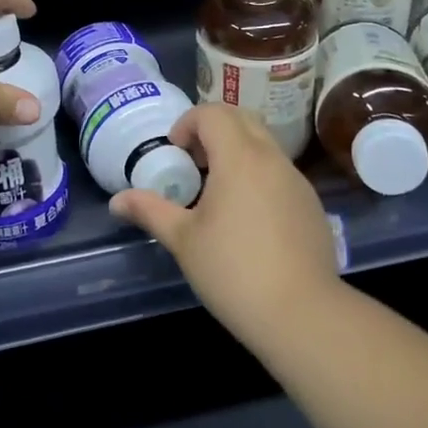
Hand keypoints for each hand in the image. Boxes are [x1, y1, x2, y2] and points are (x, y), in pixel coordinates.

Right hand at [111, 104, 340, 350]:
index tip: (174, 151)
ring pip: (264, 144)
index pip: (213, 113)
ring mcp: (297, 180)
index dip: (188, 123)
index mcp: (240, 157)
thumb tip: (116, 201)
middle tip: (193, 162)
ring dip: (237, 151)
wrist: (302, 314)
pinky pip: (280, 171)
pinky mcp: (311, 204)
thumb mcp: (183, 240)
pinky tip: (247, 218)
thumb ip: (150, 211)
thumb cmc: (233, 271)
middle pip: (242, 119)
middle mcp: (272, 158)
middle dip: (212, 129)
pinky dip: (258, 174)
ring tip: (216, 191)